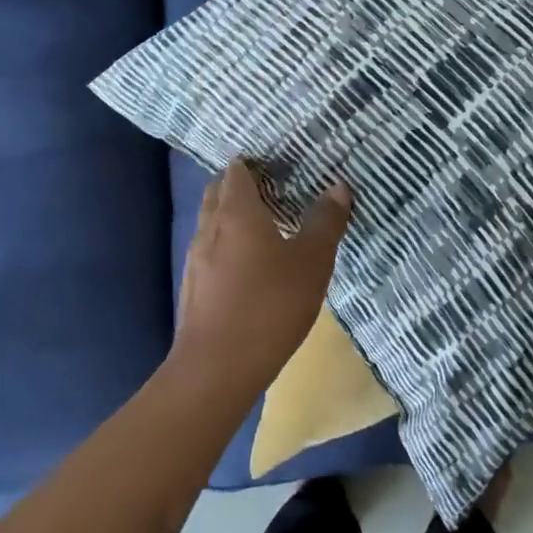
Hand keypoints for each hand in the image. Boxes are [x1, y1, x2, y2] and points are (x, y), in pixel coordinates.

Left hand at [170, 159, 353, 398]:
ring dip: (233, 216)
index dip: (256, 163)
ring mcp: (196, 259)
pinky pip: (210, 250)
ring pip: (212, 222)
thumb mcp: (312, 261)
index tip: (281, 165)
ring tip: (267, 226)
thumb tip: (338, 186)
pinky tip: (250, 266)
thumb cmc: (270, 305)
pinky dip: (227, 245)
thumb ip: (326, 221)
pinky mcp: (193, 287)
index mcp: (237, 211)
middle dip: (242, 185)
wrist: (216, 370)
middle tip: (275, 189)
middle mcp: (210, 227)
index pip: (238, 170)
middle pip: (219, 191)